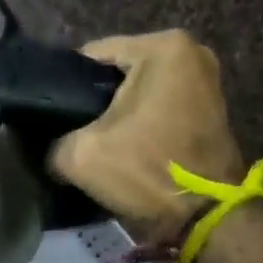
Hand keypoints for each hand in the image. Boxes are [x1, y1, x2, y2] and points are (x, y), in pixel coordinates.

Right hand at [49, 30, 246, 241]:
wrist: (206, 216)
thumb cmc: (147, 171)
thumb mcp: (81, 157)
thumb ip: (54, 143)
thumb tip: (51, 148)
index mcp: (162, 47)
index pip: (93, 55)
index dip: (65, 86)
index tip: (51, 117)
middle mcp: (191, 52)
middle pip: (120, 74)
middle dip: (95, 103)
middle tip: (71, 135)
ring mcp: (206, 82)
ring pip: (141, 95)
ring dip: (118, 118)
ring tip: (96, 146)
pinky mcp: (211, 112)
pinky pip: (161, 111)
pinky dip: (142, 127)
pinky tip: (126, 152)